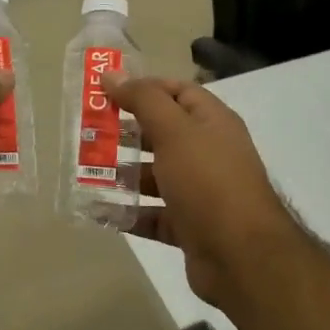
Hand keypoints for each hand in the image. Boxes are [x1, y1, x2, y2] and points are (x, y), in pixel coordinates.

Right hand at [109, 76, 297, 309]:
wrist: (241, 256)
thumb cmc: (208, 181)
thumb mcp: (174, 131)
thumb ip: (143, 100)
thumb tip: (112, 74)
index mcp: (212, 123)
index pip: (178, 92)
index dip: (144, 88)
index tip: (106, 92)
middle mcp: (209, 153)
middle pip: (163, 134)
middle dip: (126, 133)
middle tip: (88, 132)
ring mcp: (200, 192)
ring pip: (156, 176)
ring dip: (124, 175)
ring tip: (87, 173)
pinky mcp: (190, 226)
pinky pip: (153, 214)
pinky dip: (129, 212)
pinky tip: (100, 211)